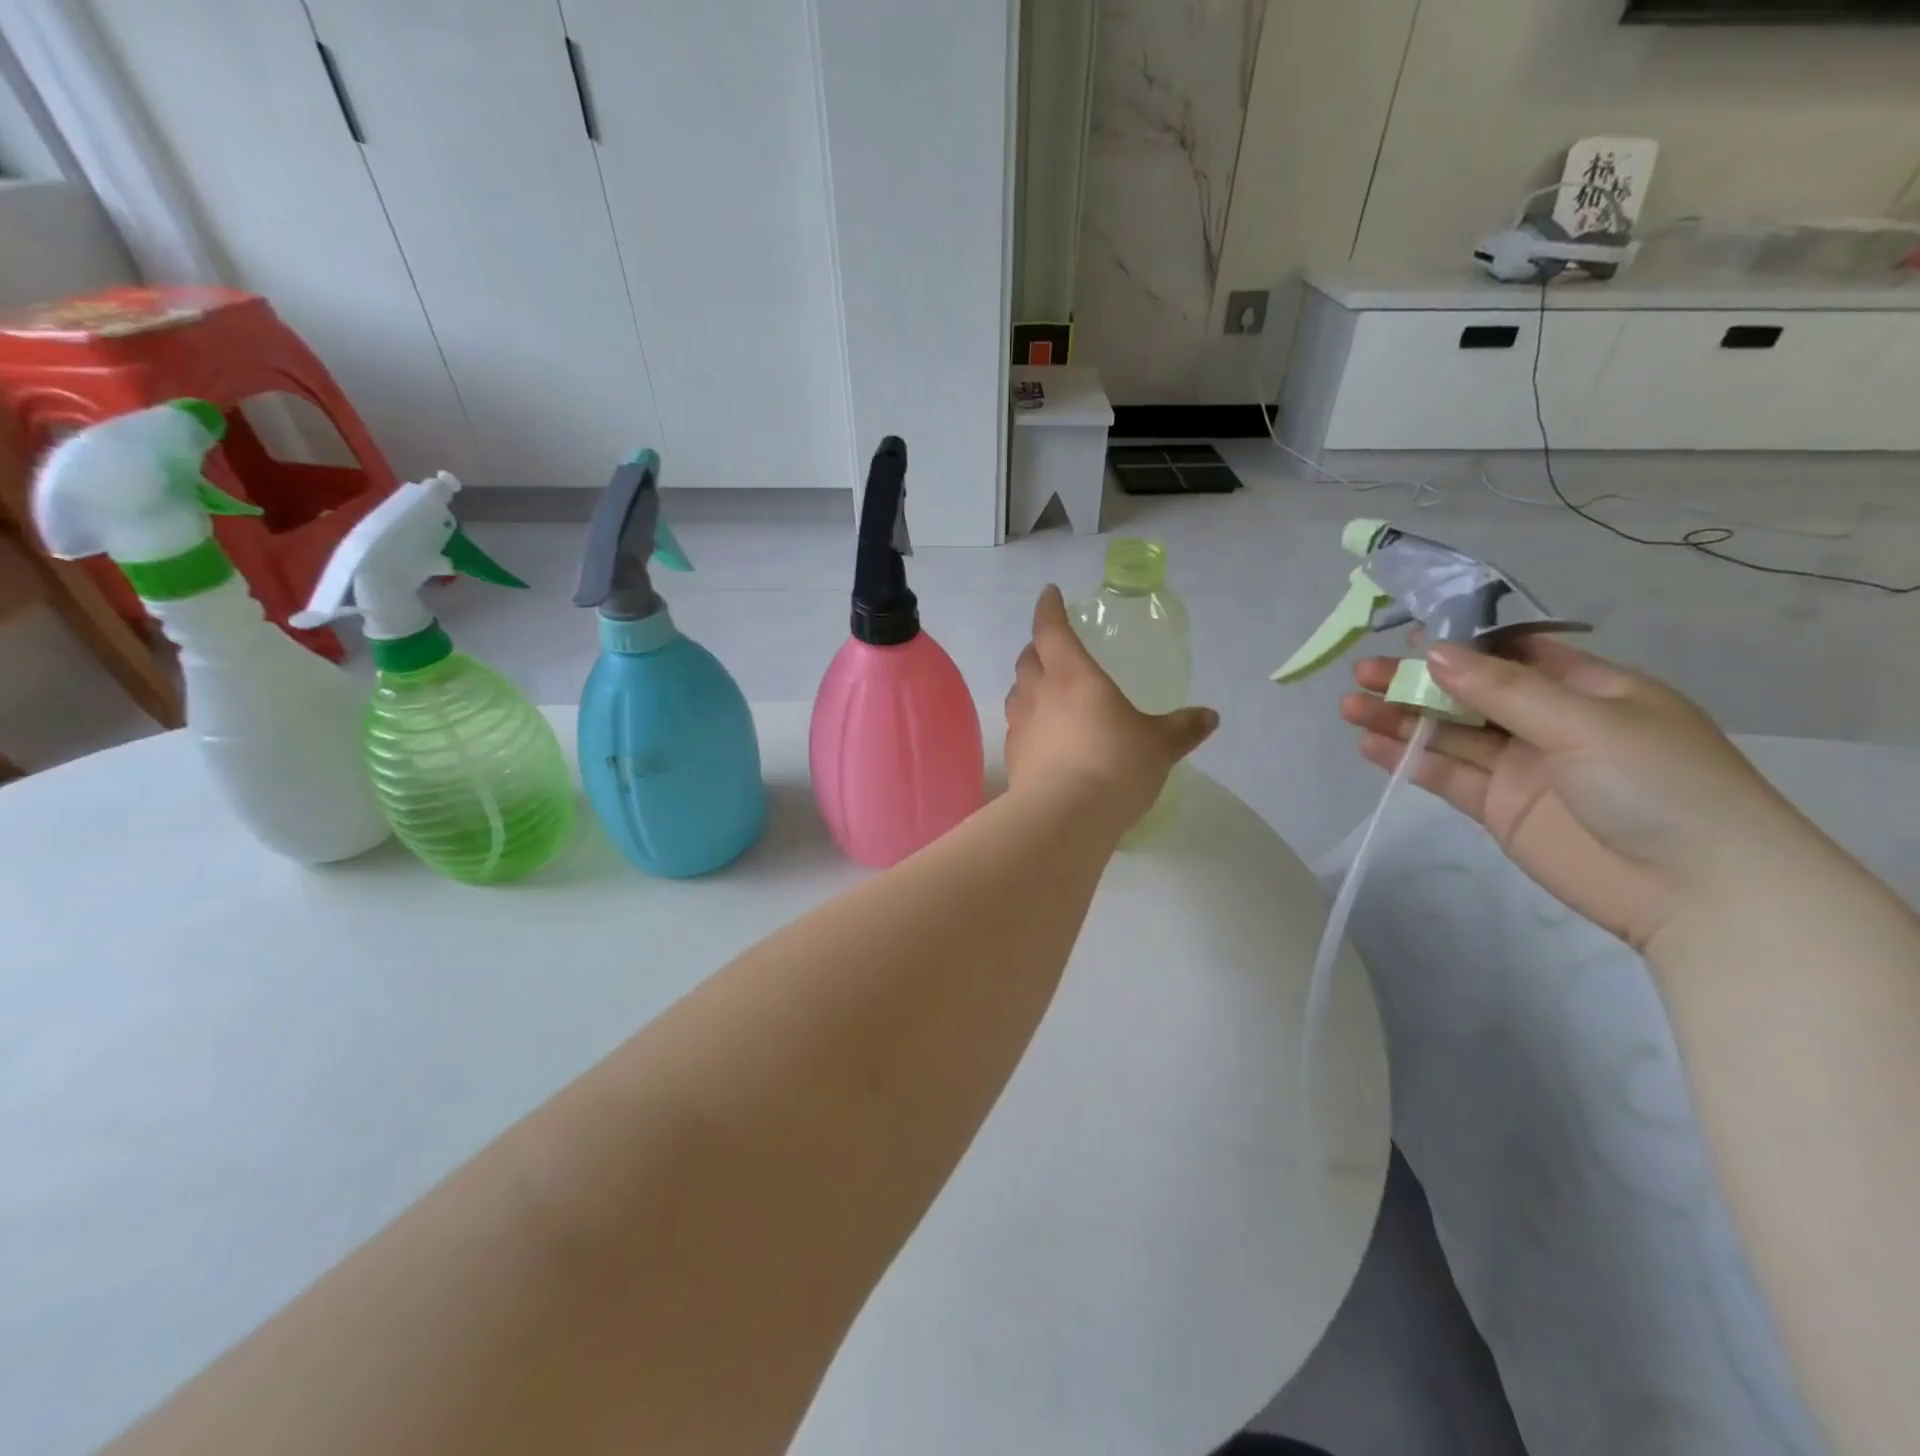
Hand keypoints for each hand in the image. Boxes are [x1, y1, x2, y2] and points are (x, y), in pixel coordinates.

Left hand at [1005, 586, 1217, 833]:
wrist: (1065, 817)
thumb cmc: (1116, 765)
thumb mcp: (1159, 745)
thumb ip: (1183, 728)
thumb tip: (1210, 716)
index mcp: (1073, 674)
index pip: (1052, 629)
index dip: (1049, 608)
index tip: (1050, 594)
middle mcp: (1039, 692)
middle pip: (1028, 658)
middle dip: (1038, 647)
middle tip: (1052, 647)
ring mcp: (1021, 725)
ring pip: (1017, 691)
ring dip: (1028, 683)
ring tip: (1045, 689)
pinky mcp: (1013, 757)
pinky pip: (1017, 726)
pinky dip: (1028, 720)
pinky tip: (1042, 735)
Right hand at [1341, 636, 1813, 949]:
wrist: (1697, 892)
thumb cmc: (1658, 784)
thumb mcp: (1585, 721)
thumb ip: (1503, 689)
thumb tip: (1432, 652)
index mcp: (1589, 689)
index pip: (1514, 654)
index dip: (1460, 644)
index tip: (1407, 638)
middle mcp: (1551, 723)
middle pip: (1470, 693)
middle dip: (1416, 681)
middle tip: (1362, 673)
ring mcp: (1522, 768)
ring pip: (1449, 733)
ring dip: (1401, 718)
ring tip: (1350, 706)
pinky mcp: (1499, 809)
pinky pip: (1446, 775)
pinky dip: (1407, 759)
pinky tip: (1370, 745)